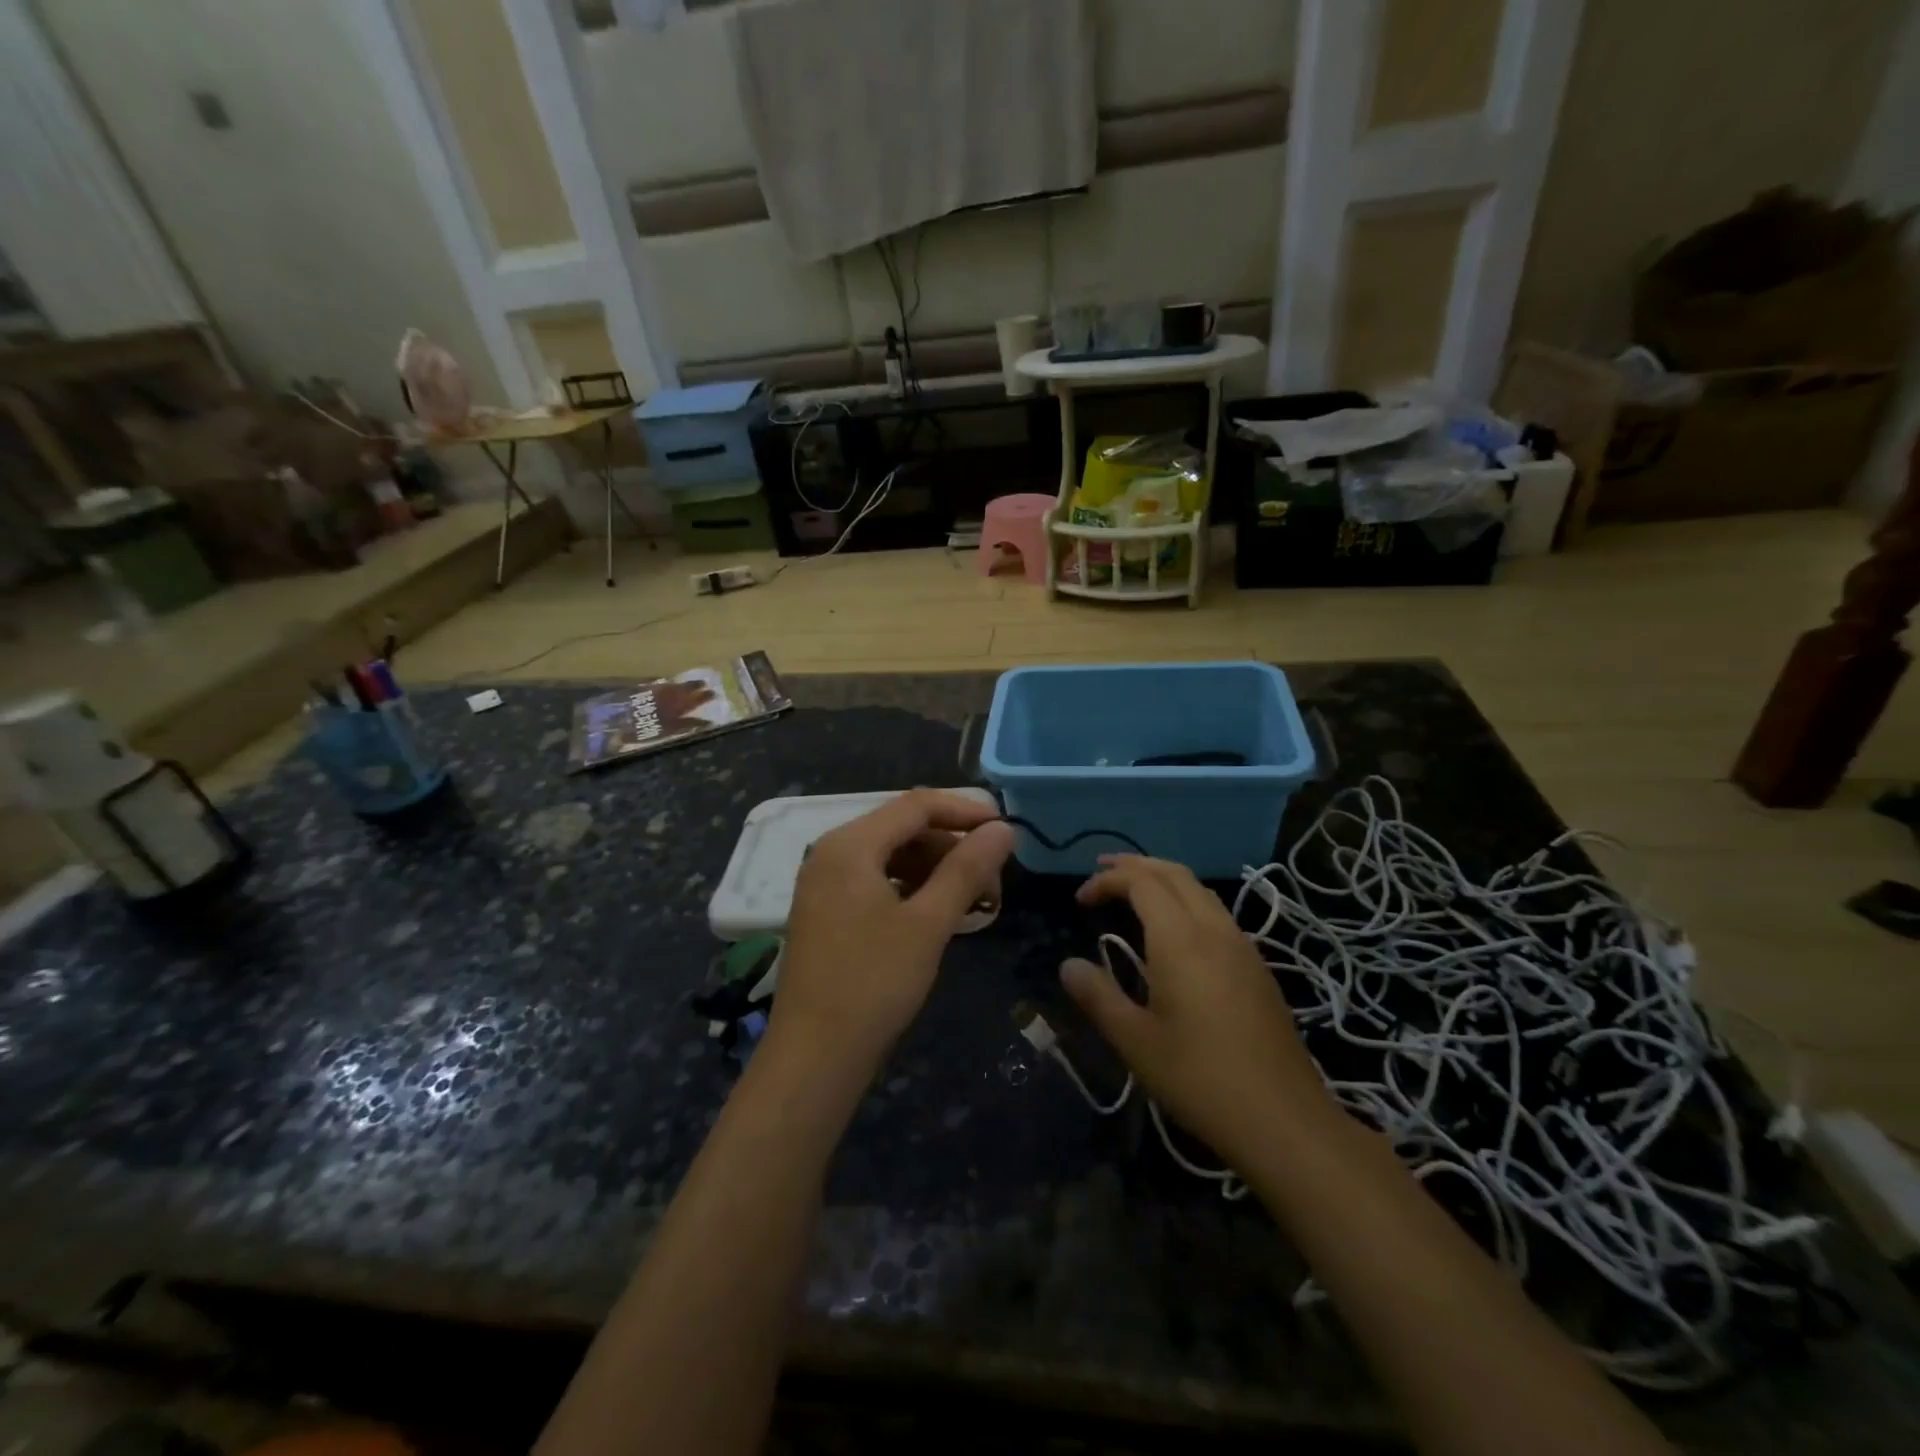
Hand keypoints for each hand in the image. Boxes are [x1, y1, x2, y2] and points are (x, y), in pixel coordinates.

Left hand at [775, 791, 1014, 1071]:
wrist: (814, 1058)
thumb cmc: (873, 984)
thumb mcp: (928, 923)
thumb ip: (966, 870)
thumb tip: (1003, 829)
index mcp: (850, 844)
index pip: (917, 805)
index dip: (966, 811)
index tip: (1006, 832)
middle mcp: (832, 852)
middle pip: (904, 828)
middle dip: (953, 847)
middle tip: (995, 881)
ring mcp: (825, 882)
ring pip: (893, 855)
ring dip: (936, 870)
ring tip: (975, 902)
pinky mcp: (827, 910)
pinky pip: (878, 880)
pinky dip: (913, 889)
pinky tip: (939, 914)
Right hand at [1061, 855, 1332, 1166]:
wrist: (1284, 1119)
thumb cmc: (1200, 1078)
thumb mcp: (1135, 1042)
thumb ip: (1098, 996)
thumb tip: (1069, 966)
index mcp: (1181, 939)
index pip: (1141, 883)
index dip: (1107, 881)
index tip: (1080, 900)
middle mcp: (1214, 929)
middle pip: (1174, 874)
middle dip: (1135, 865)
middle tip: (1101, 871)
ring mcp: (1242, 946)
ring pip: (1200, 890)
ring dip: (1163, 880)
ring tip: (1134, 891)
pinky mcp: (1257, 967)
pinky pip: (1216, 912)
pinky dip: (1186, 901)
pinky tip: (1175, 931)